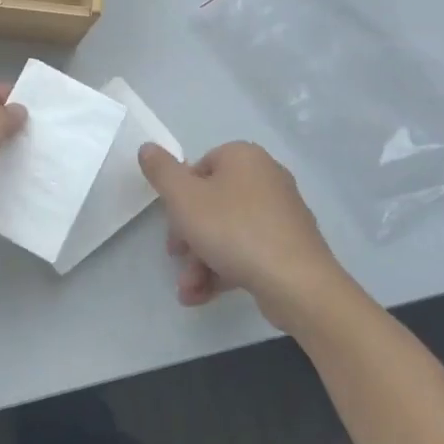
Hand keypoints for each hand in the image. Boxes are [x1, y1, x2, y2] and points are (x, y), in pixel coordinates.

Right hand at [138, 141, 355, 336]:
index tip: (171, 224)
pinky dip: (224, 269)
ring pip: (227, 231)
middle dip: (188, 237)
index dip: (178, 197)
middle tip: (176, 257)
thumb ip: (161, 171)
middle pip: (212, 203)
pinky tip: (203, 295)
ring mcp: (281, 213)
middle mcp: (266, 177)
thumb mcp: (183, 198)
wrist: (296, 283)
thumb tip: (147, 147)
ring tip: (188, 290)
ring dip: (200, 260)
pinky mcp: (289, 246)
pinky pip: (248, 250)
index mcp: (243, 157)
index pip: (198, 168)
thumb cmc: (233, 230)